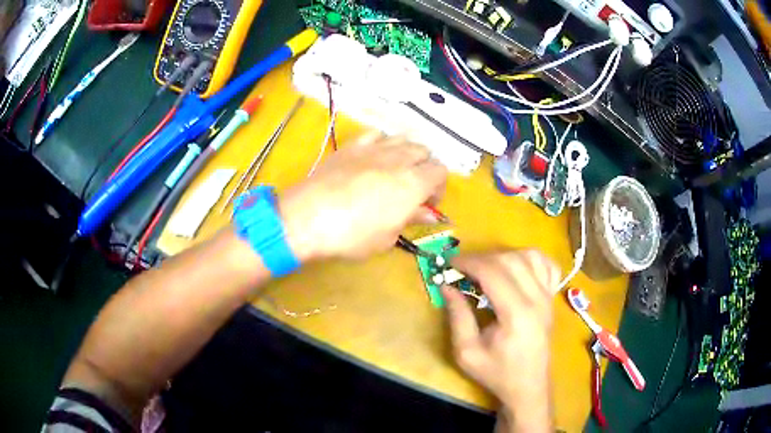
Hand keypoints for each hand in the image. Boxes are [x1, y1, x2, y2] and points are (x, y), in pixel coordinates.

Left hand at [278, 131, 446, 260]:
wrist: (308, 217)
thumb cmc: (352, 236)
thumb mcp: (387, 237)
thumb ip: (411, 219)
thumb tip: (428, 213)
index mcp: (414, 183)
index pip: (441, 171)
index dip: (439, 187)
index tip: (428, 203)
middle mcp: (399, 159)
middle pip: (424, 152)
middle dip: (425, 168)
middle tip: (413, 187)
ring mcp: (374, 148)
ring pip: (403, 138)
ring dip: (407, 152)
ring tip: (396, 169)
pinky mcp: (352, 145)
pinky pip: (376, 134)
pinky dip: (382, 142)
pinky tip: (375, 155)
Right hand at [443, 250, 559, 431]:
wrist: (528, 385)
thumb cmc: (497, 373)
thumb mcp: (467, 352)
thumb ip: (457, 317)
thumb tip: (447, 286)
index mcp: (517, 314)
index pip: (493, 272)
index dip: (469, 263)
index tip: (450, 264)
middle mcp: (537, 299)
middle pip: (510, 260)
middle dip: (482, 258)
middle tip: (464, 269)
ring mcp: (548, 297)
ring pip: (530, 256)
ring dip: (504, 255)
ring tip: (488, 268)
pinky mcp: (552, 298)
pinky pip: (548, 265)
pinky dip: (531, 258)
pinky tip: (518, 267)